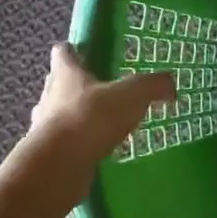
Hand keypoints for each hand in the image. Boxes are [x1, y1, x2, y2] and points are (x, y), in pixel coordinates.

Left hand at [29, 43, 173, 164]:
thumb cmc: (90, 118)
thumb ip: (153, 85)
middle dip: (81, 86)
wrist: (58, 167)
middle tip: (106, 90)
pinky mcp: (50, 155)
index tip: (89, 53)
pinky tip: (102, 150)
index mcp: (66, 73)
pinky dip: (82, 145)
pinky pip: (68, 145)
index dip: (75, 50)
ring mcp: (46, 127)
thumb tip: (170, 84)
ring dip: (80, 117)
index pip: (63, 52)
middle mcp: (50, 96)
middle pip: (61, 84)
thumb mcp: (132, 94)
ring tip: (107, 124)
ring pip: (62, 115)